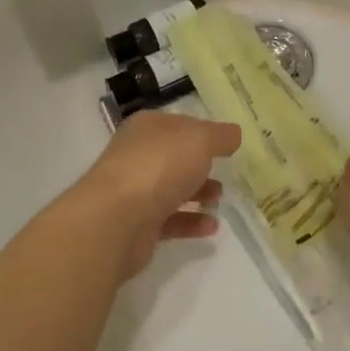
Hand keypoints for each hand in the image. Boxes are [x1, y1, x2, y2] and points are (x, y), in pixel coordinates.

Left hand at [77, 112, 241, 278]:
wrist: (116, 219)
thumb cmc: (158, 167)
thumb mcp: (199, 140)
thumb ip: (219, 136)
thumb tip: (233, 133)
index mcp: (147, 128)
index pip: (179, 123)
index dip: (203, 131)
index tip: (228, 143)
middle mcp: (138, 155)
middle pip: (174, 157)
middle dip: (201, 165)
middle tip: (226, 174)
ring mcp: (135, 191)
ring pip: (171, 189)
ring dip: (198, 194)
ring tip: (220, 200)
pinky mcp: (137, 225)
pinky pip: (170, 220)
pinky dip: (191, 222)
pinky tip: (212, 227)